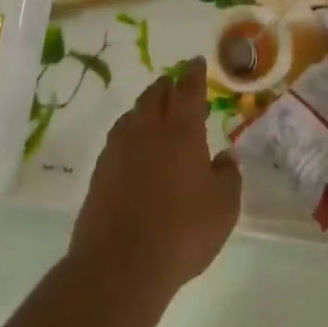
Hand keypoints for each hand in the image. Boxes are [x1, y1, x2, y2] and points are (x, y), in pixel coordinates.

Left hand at [70, 58, 241, 297]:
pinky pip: (118, 139)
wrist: (121, 264)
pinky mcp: (100, 173)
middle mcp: (146, 132)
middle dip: (167, 85)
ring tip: (154, 111)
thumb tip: (225, 157)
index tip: (195, 62)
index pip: (188, 90)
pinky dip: (130, 133)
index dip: (193, 74)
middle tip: (176, 83)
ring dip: (145, 107)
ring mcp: (118, 151)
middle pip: (154, 95)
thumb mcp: (223, 206)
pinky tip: (135, 147)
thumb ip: (227, 175)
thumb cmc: (183, 231)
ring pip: (132, 115)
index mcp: (180, 131)